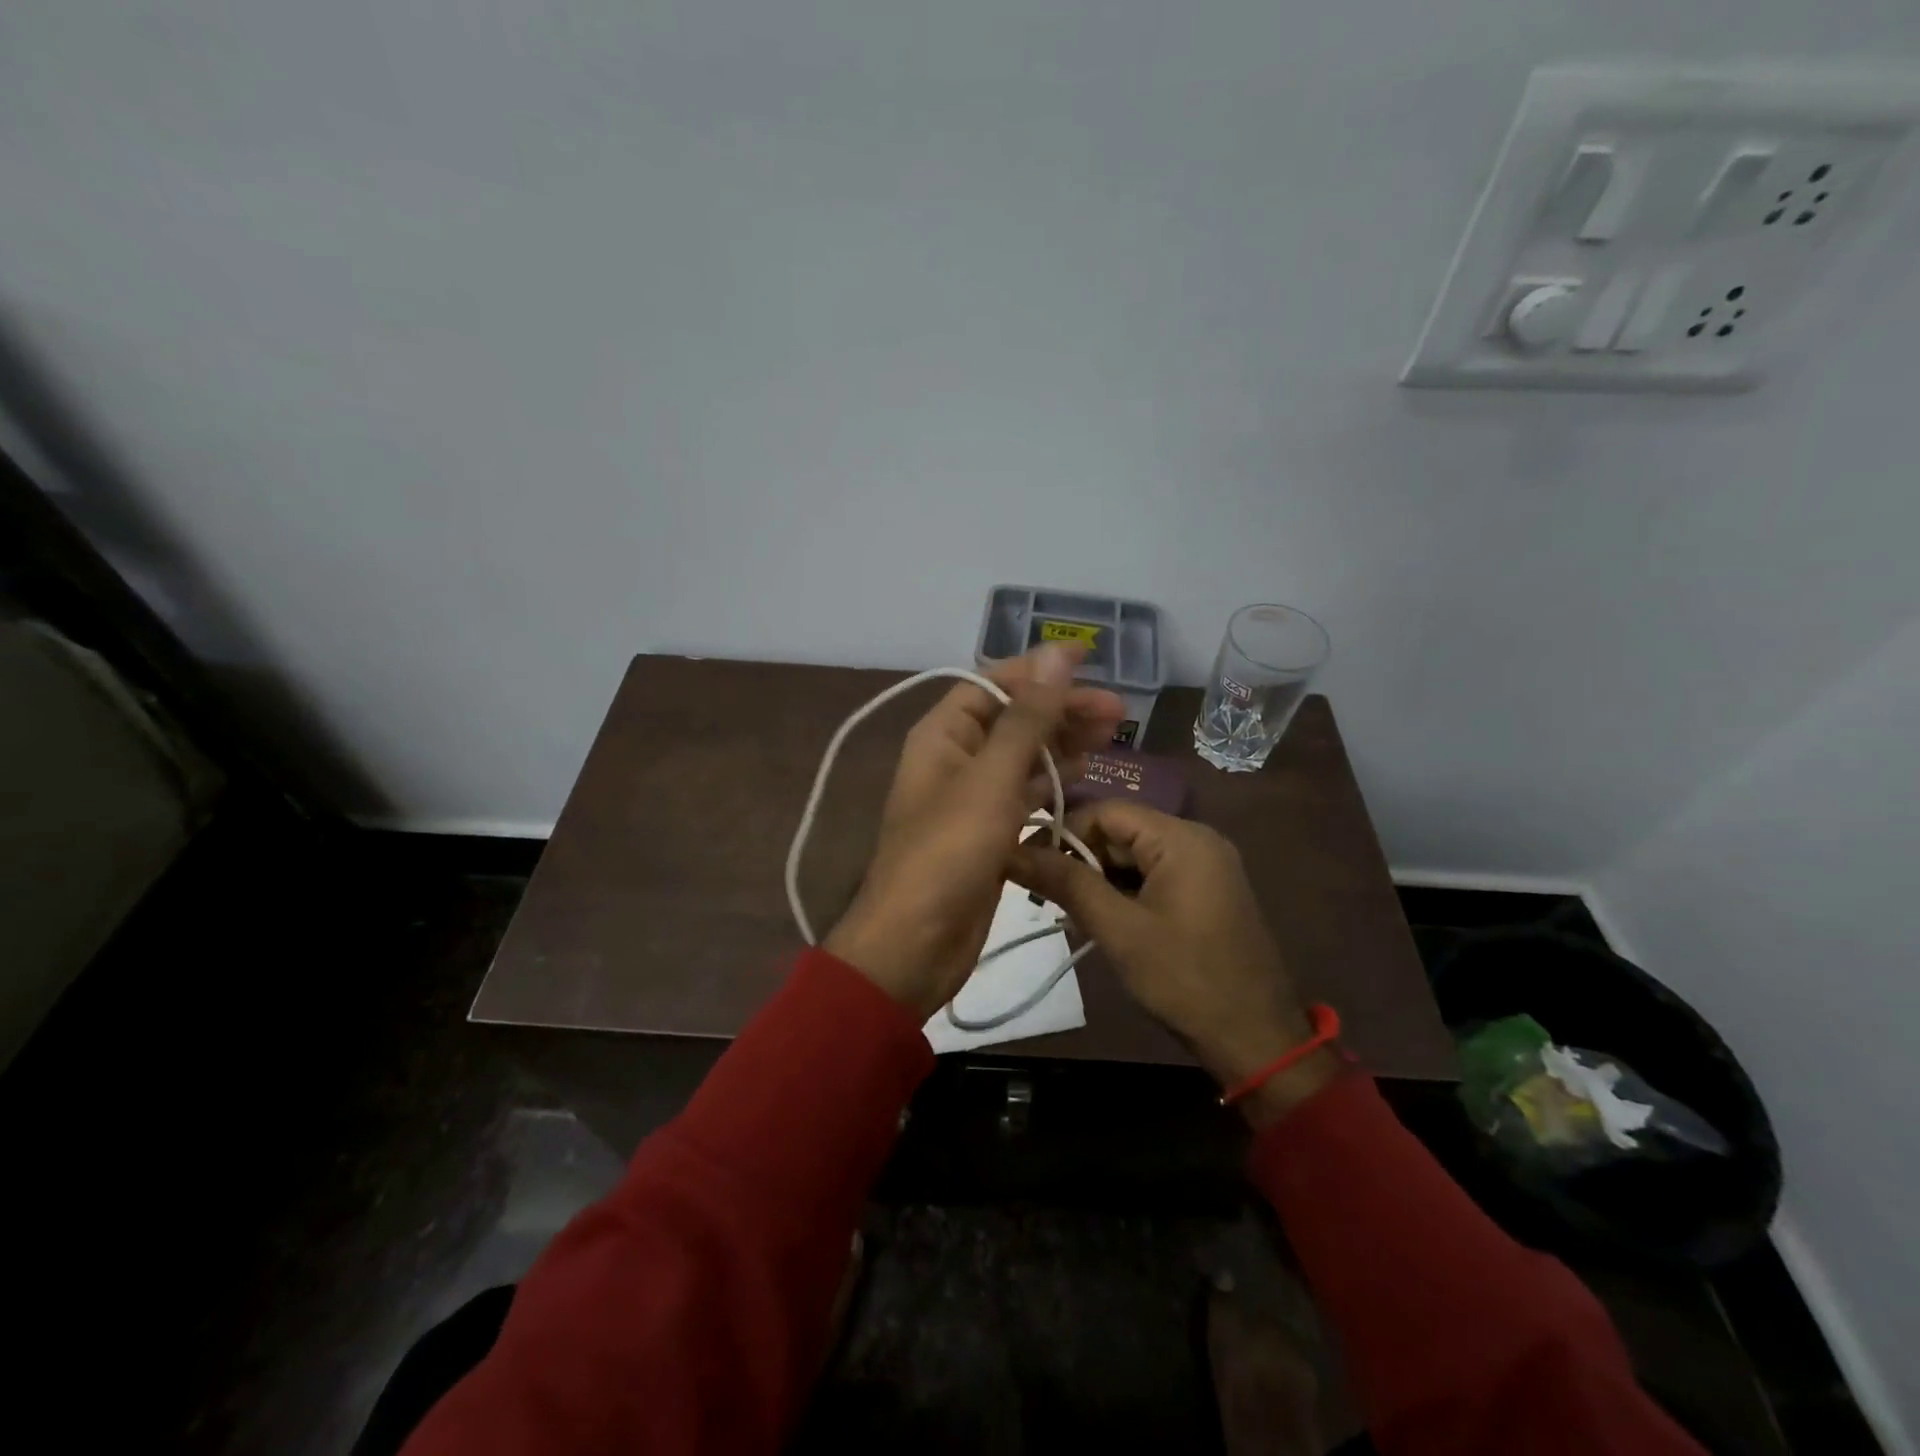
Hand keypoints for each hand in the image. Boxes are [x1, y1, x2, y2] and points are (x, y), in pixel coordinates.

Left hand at [825, 644, 1124, 1020]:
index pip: (993, 684)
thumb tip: (1056, 653)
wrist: (915, 943)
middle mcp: (955, 758)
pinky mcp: (988, 833)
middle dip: (1062, 709)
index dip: (1039, 670)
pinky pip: (1025, 795)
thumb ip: (1027, 717)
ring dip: (1063, 743)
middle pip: (1013, 718)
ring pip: (1023, 757)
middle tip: (1118, 713)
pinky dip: (1053, 782)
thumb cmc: (948, 852)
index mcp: (943, 735)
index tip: (1089, 661)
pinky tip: (1085, 775)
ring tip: (1113, 736)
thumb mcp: (991, 778)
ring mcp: (972, 798)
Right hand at [1011, 801, 1341, 1123]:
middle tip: (1041, 895)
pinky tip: (1097, 921)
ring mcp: (1204, 867)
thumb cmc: (1184, 979)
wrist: (1256, 1039)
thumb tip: (1013, 851)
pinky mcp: (1205, 893)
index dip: (1062, 832)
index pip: (1106, 812)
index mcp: (1181, 838)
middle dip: (1078, 860)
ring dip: (1097, 880)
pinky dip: (1122, 894)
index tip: (1026, 862)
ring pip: (1134, 858)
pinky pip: (1152, 878)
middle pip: (1120, 833)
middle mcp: (1196, 841)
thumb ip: (1067, 883)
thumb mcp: (1119, 929)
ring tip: (1063, 912)